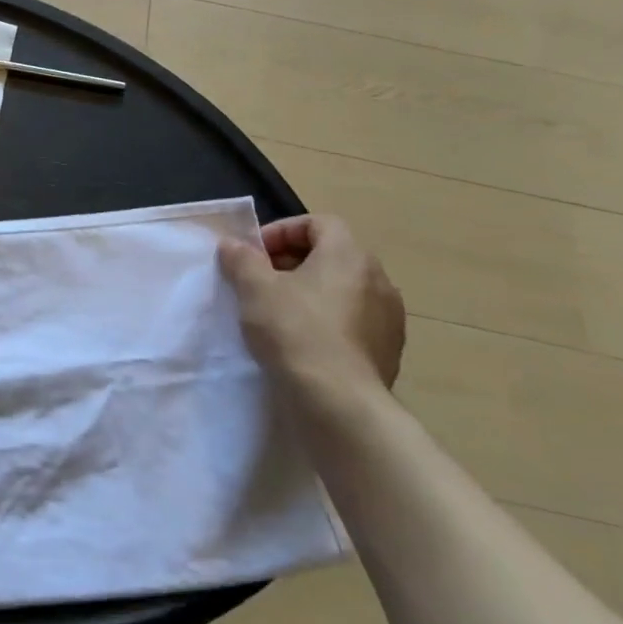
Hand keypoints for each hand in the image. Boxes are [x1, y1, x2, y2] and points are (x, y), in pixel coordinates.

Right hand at [217, 215, 404, 399]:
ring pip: (343, 290)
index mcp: (349, 256)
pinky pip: (354, 321)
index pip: (318, 223)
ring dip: (311, 293)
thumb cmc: (294, 331)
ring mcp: (389, 317)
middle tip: (260, 281)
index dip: (282, 231)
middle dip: (292, 262)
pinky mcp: (389, 349)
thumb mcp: (254, 288)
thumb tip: (233, 245)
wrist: (338, 401)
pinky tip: (303, 342)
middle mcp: (378, 279)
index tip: (255, 254)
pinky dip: (328, 321)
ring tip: (279, 313)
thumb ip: (242, 259)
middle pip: (331, 255)